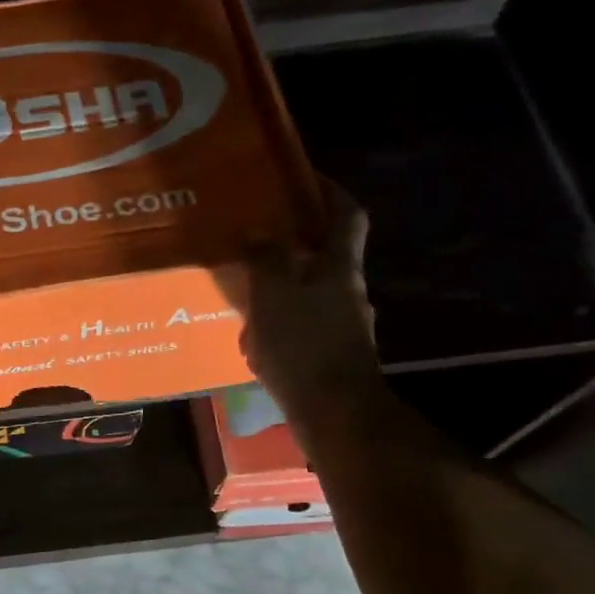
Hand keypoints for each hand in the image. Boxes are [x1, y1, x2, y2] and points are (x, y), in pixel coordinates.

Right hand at [241, 178, 380, 415]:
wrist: (334, 415)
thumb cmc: (304, 346)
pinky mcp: (331, 358)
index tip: (305, 178)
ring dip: (282, 291)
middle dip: (294, 247)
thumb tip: (256, 232)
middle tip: (258, 240)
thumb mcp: (274, 295)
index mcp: (341, 269)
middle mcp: (349, 293)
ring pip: (310, 296)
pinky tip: (253, 341)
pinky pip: (302, 330)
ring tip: (245, 293)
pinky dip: (280, 328)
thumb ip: (264, 260)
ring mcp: (343, 328)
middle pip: (326, 258)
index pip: (347, 216)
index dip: (330, 192)